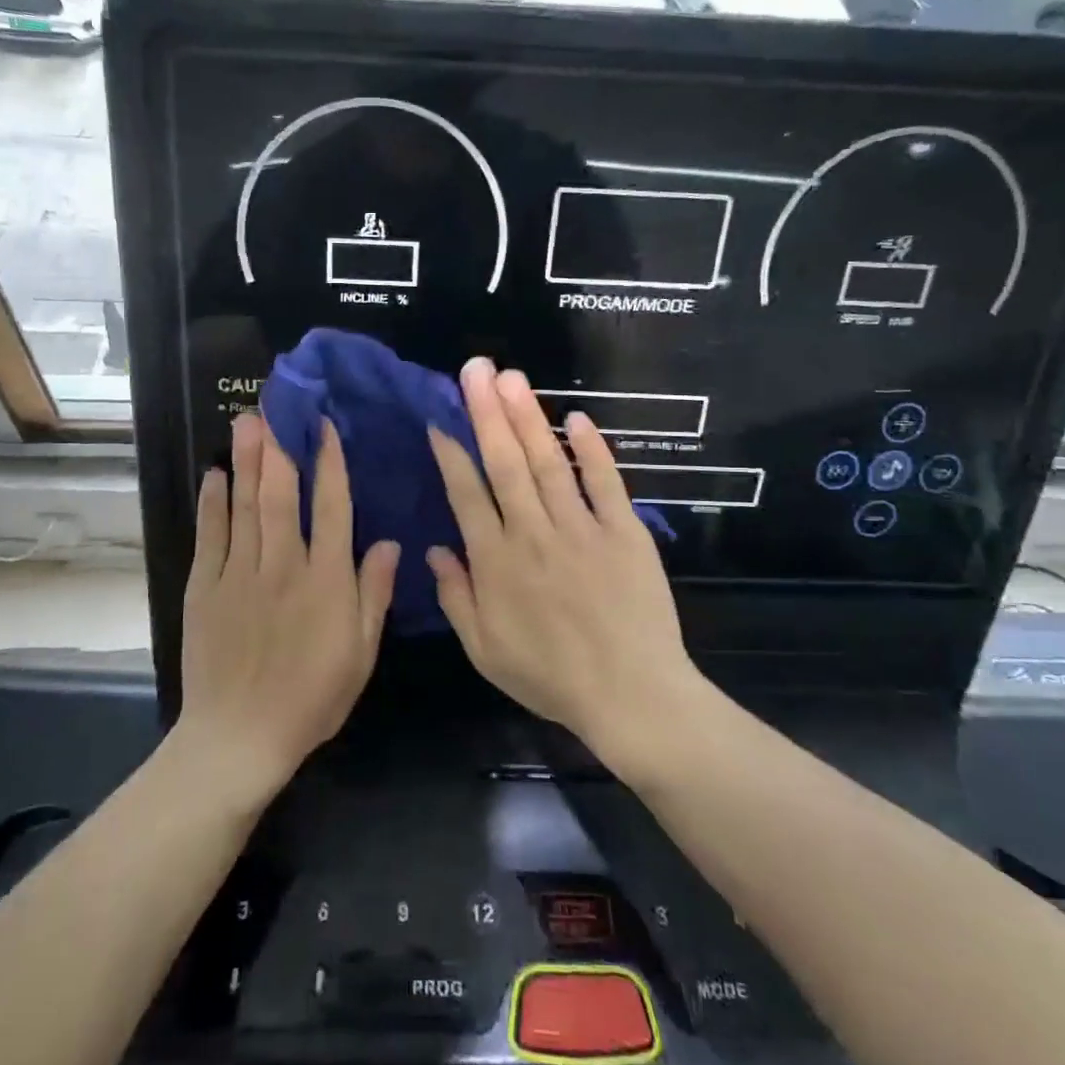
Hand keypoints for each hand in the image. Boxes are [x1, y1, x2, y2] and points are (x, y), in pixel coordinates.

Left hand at [178, 414, 398, 798]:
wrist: (240, 738)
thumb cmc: (312, 698)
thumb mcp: (360, 653)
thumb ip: (373, 594)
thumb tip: (388, 543)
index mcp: (326, 581)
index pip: (333, 508)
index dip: (330, 464)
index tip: (325, 428)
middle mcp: (283, 566)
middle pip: (282, 495)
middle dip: (281, 447)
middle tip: (275, 407)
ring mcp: (240, 574)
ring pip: (246, 506)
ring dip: (248, 461)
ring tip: (247, 422)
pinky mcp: (206, 588)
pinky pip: (211, 536)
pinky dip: (213, 503)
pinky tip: (215, 475)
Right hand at [426, 359, 702, 768]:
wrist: (631, 696)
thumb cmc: (551, 678)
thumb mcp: (485, 651)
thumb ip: (456, 598)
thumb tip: (434, 550)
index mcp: (497, 562)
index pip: (467, 494)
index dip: (451, 453)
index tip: (441, 418)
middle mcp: (533, 533)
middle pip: (505, 463)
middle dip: (487, 412)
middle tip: (475, 368)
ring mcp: (582, 528)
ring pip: (549, 462)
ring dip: (528, 417)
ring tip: (512, 377)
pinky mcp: (624, 531)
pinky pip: (606, 483)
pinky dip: (593, 449)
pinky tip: (578, 417)